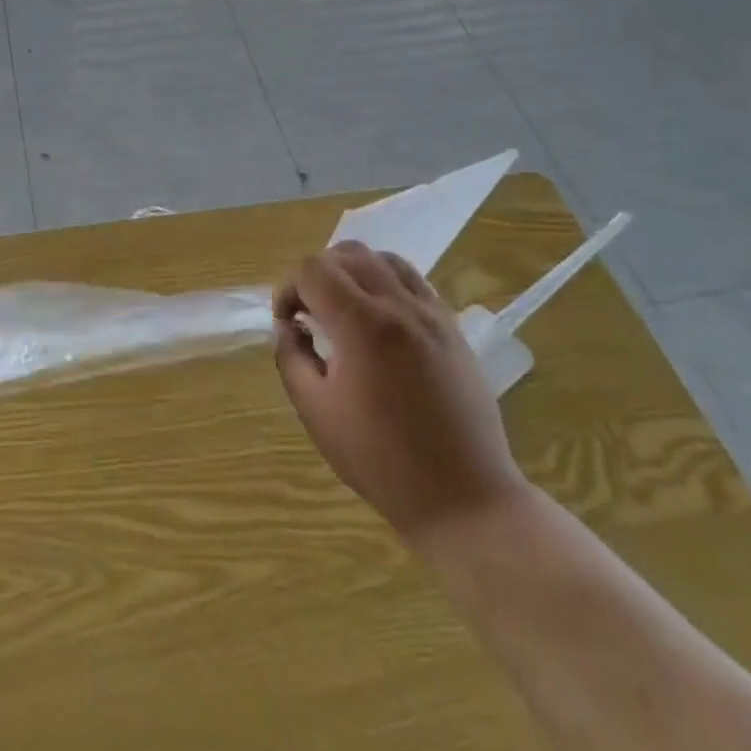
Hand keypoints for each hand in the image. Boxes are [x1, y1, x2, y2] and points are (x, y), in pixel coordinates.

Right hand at [272, 242, 527, 552]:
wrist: (463, 497)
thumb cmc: (380, 460)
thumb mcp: (316, 412)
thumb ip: (291, 358)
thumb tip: (287, 328)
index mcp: (362, 325)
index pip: (313, 269)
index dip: (288, 289)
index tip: (287, 323)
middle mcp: (399, 305)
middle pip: (347, 253)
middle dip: (317, 274)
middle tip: (310, 313)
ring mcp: (432, 313)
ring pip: (383, 258)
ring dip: (353, 271)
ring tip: (344, 308)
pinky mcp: (452, 327)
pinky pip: (413, 280)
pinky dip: (386, 282)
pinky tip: (379, 318)